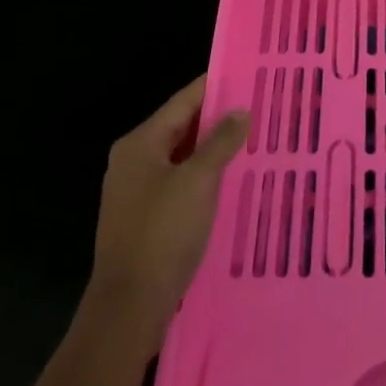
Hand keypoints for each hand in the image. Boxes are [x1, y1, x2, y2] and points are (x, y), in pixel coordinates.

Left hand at [86, 75, 248, 357]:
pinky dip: (203, 178)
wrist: (128, 308)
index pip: (183, 102)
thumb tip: (240, 111)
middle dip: (217, 120)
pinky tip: (230, 182)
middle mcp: (133, 161)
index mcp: (140, 143)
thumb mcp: (199, 180)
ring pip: (181, 159)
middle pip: (181, 128)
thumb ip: (221, 141)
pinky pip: (179, 185)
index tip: (246, 76)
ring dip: (212, 151)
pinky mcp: (144, 221)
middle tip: (257, 109)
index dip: (214, 87)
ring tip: (251, 142)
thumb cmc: (162, 233)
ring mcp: (135, 193)